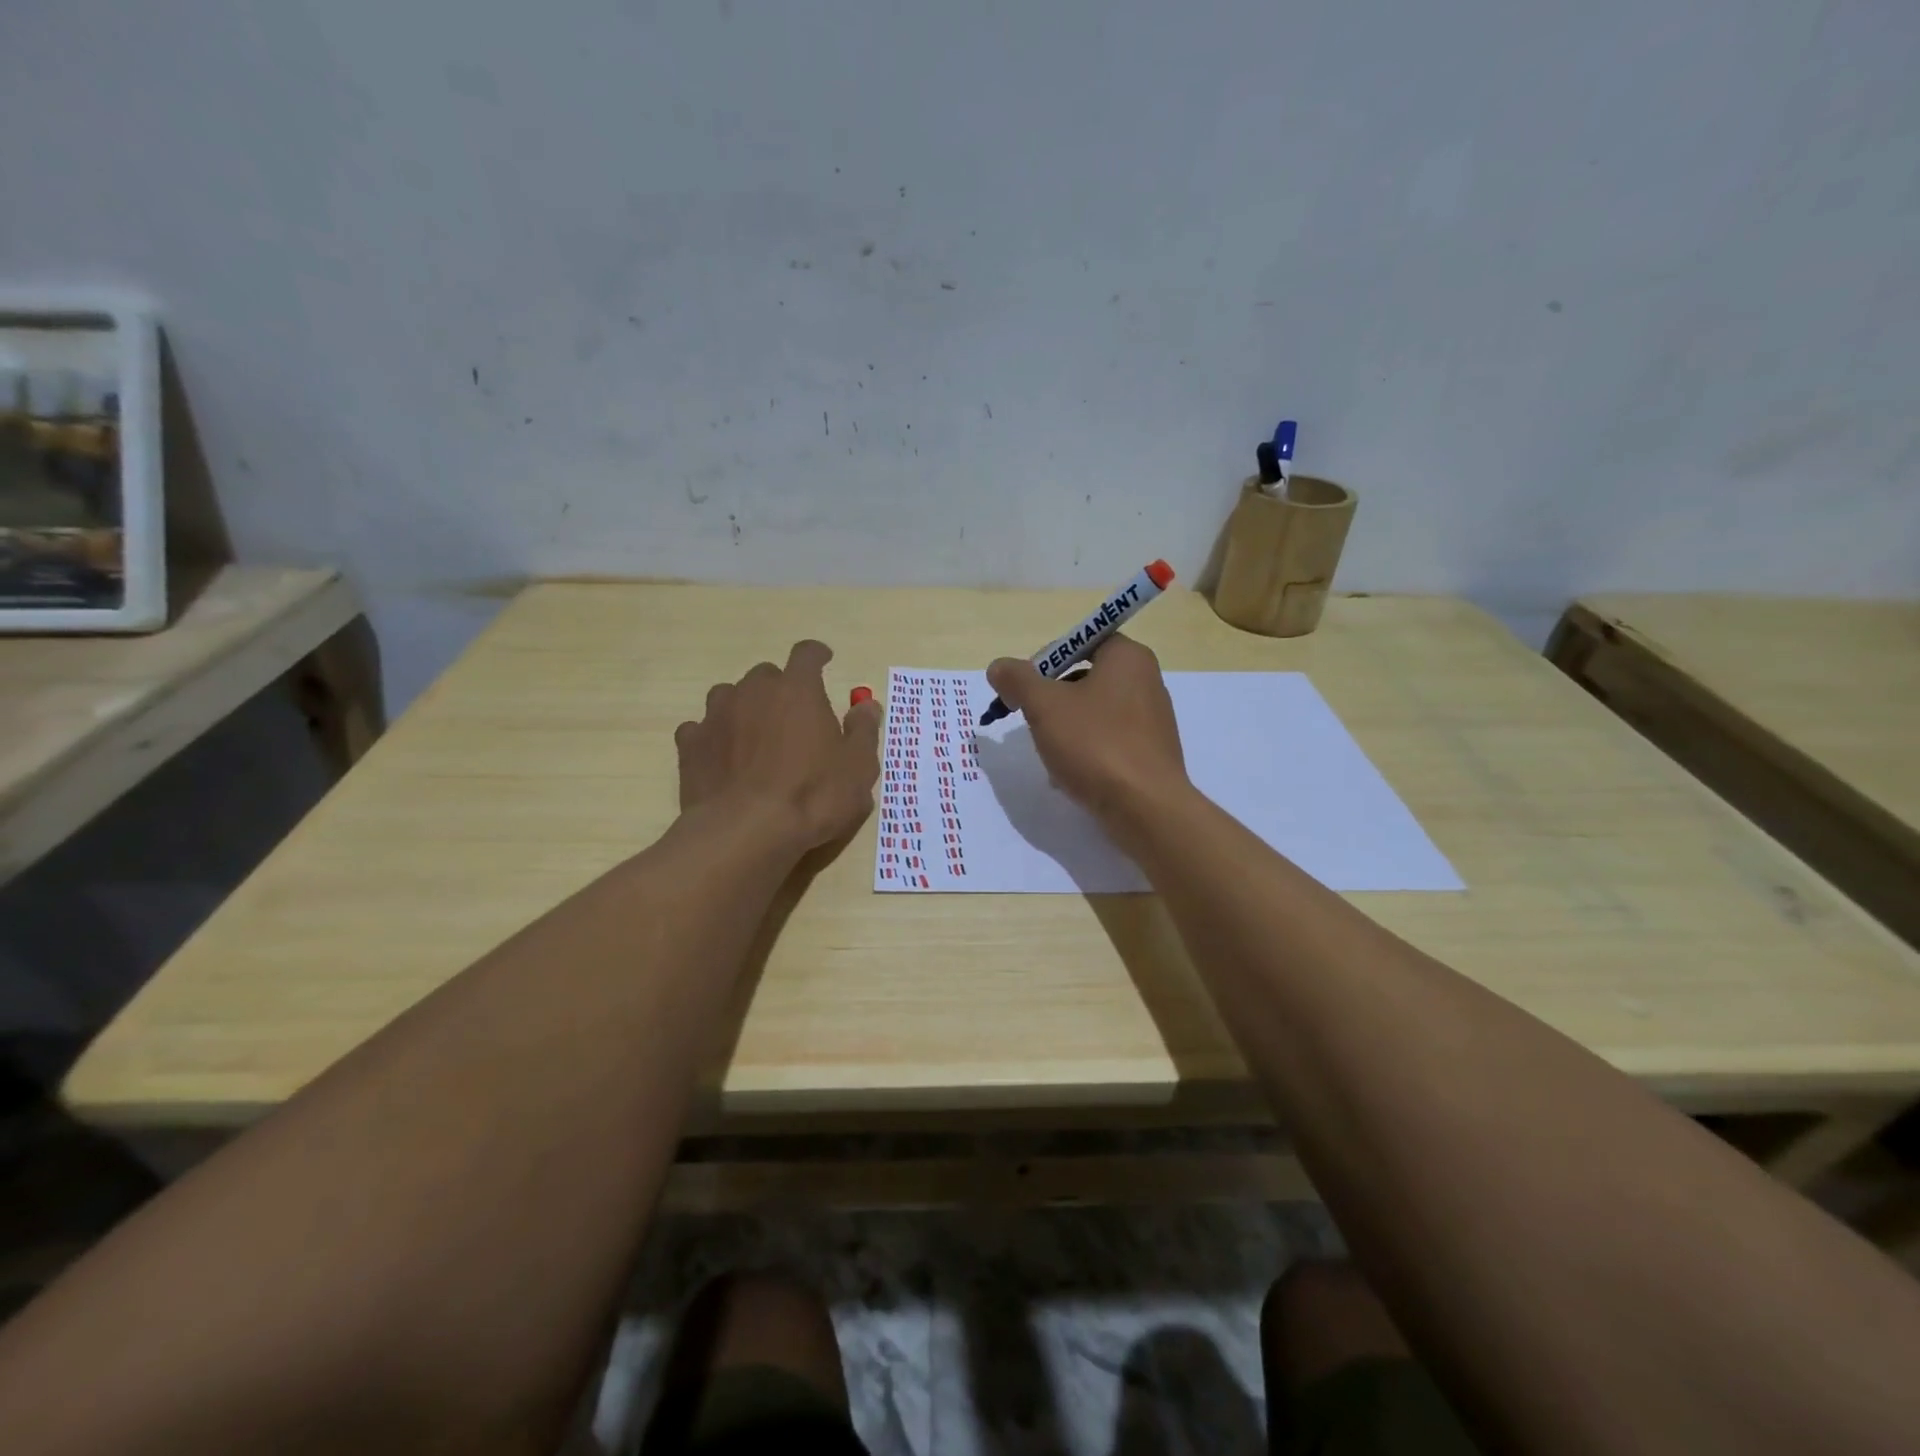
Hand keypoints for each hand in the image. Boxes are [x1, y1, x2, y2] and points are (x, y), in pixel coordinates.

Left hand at [677, 640, 881, 851]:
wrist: (745, 831)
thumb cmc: (813, 796)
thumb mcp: (858, 768)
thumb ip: (863, 731)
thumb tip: (867, 705)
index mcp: (798, 690)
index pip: (807, 654)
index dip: (817, 655)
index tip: (824, 660)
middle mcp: (754, 692)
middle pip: (766, 674)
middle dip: (780, 688)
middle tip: (792, 716)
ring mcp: (717, 716)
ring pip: (729, 695)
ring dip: (743, 707)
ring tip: (754, 734)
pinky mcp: (690, 744)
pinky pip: (700, 728)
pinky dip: (713, 736)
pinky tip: (721, 756)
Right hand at [985, 634, 1190, 837]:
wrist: (1145, 808)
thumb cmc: (1095, 744)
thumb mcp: (1044, 706)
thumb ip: (1017, 680)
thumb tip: (998, 667)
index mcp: (1127, 657)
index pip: (1078, 641)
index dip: (1045, 661)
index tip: (1024, 690)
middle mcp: (1146, 680)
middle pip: (1083, 678)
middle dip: (1051, 700)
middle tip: (1031, 721)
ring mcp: (1152, 719)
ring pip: (1092, 713)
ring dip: (1064, 729)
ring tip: (1048, 754)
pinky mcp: (1150, 752)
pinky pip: (1107, 740)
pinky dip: (1085, 751)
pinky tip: (1068, 775)